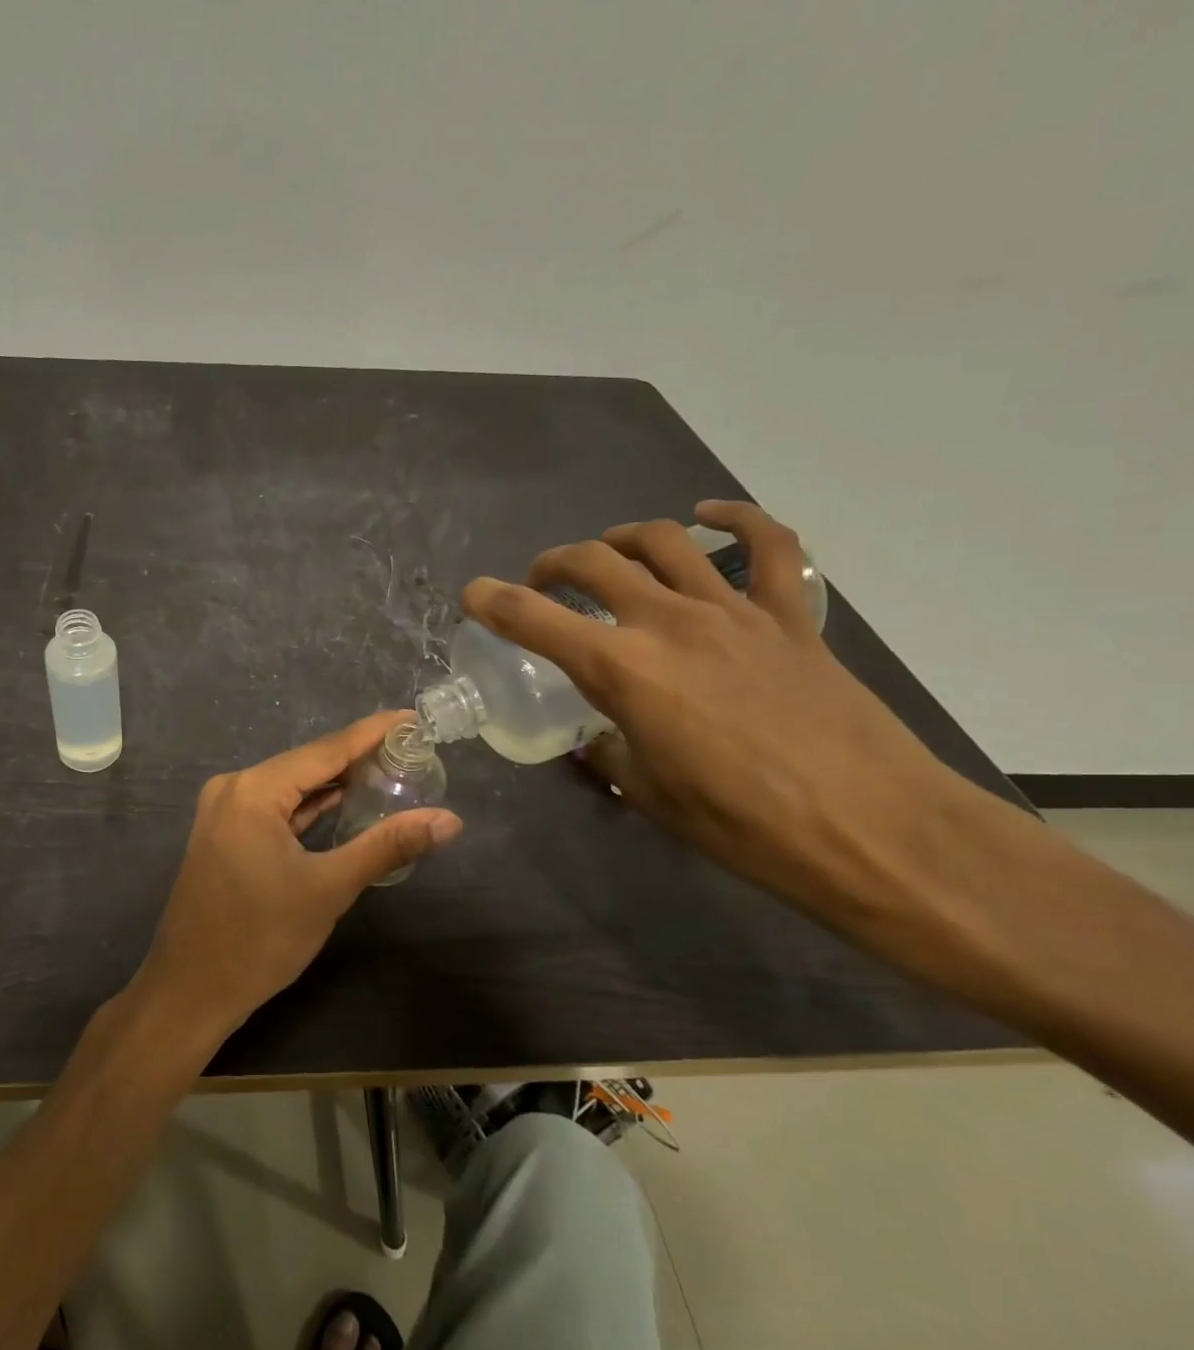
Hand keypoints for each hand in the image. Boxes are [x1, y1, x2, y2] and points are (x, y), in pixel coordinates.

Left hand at [136, 711, 462, 1039]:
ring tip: (385, 771)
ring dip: (332, 782)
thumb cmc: (260, 939)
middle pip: (306, 763)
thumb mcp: (329, 889)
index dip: (371, 733)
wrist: (190, 991)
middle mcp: (234, 787)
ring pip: (289, 785)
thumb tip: (449, 820)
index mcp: (254, 790)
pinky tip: (339, 802)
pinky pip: (274, 806)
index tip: (411, 720)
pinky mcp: (223, 833)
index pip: (325, 750)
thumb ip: (387, 846)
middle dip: (357, 757)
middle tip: (408, 750)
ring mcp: (223, 810)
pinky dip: (307, 805)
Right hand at [461, 501, 968, 911]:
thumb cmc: (745, 825)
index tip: (472, 596)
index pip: (533, 618)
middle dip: (552, 565)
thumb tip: (598, 737)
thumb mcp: (649, 794)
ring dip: (622, 540)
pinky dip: (736, 520)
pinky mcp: (790, 617)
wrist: (876, 832)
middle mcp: (668, 622)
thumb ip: (610, 751)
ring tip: (609, 555)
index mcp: (622, 669)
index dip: (491, 601)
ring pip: (664, 542)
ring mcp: (733, 611)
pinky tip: (709, 517)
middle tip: (542, 585)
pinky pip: (769, 547)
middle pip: (592, 561)